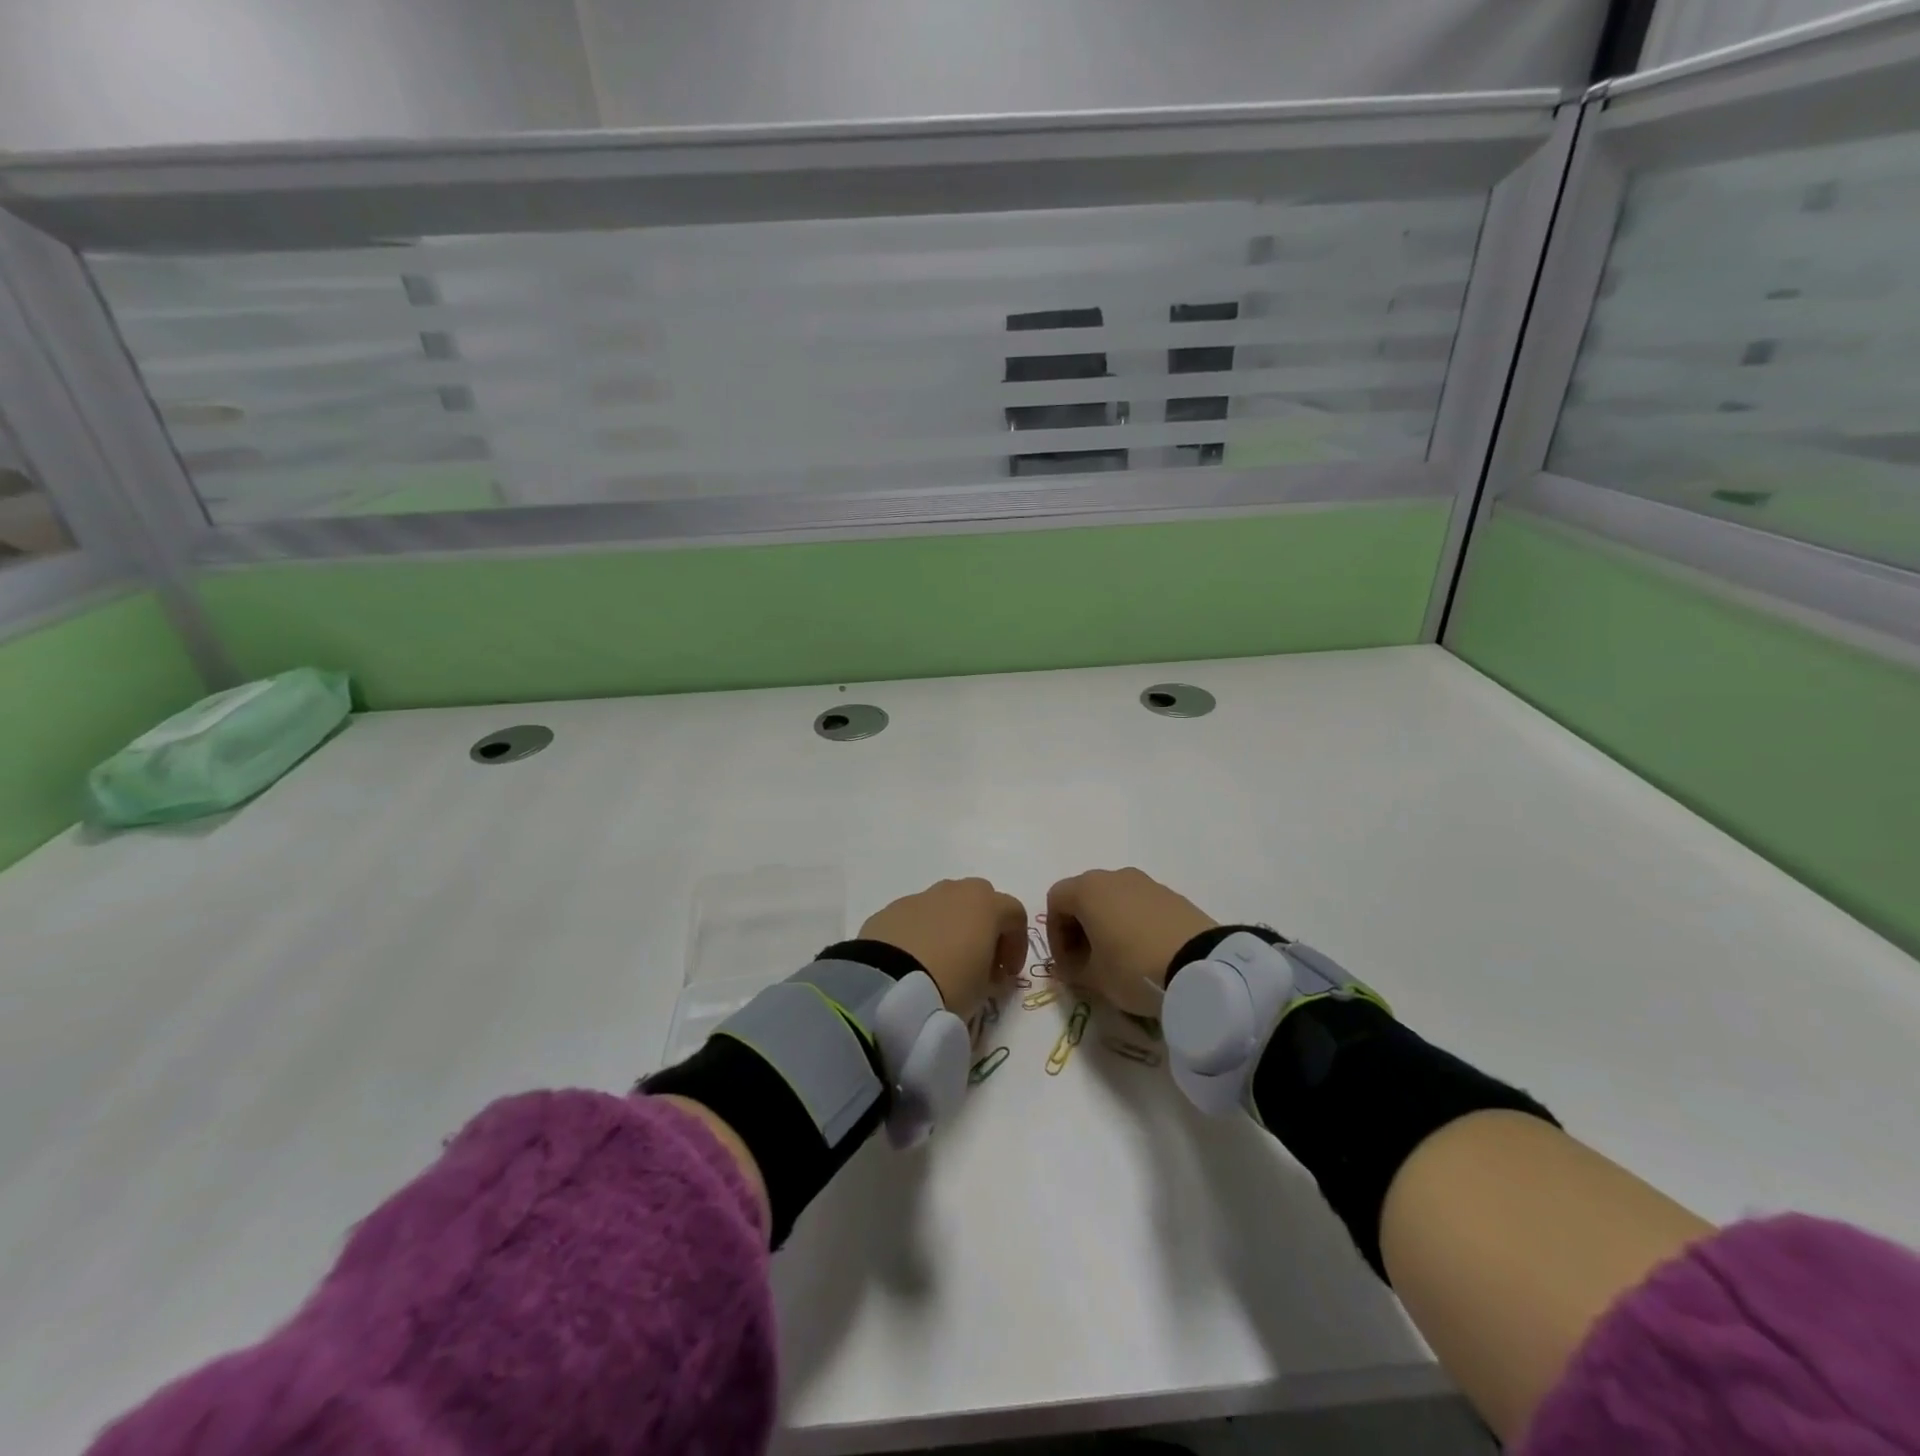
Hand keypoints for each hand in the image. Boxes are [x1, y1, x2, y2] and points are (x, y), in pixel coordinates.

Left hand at [859, 878, 1027, 1016]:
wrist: (888, 987)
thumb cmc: (950, 985)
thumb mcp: (984, 990)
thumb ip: (992, 975)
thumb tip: (986, 972)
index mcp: (984, 904)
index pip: (1015, 913)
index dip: (1017, 944)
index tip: (1008, 974)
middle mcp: (953, 891)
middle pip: (979, 899)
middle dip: (984, 926)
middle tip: (979, 961)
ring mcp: (919, 898)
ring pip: (944, 905)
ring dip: (950, 927)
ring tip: (943, 963)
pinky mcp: (890, 911)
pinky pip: (915, 918)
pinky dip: (921, 934)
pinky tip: (913, 963)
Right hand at [1045, 867, 1216, 1015]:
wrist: (1202, 966)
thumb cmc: (1134, 968)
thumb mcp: (1095, 978)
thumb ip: (1074, 970)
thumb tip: (1072, 967)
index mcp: (1088, 889)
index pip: (1055, 902)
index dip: (1055, 935)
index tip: (1067, 966)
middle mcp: (1114, 877)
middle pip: (1084, 896)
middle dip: (1079, 929)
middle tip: (1087, 963)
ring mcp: (1146, 883)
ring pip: (1114, 899)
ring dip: (1107, 925)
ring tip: (1118, 959)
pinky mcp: (1172, 895)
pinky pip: (1140, 905)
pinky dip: (1133, 924)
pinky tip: (1145, 953)